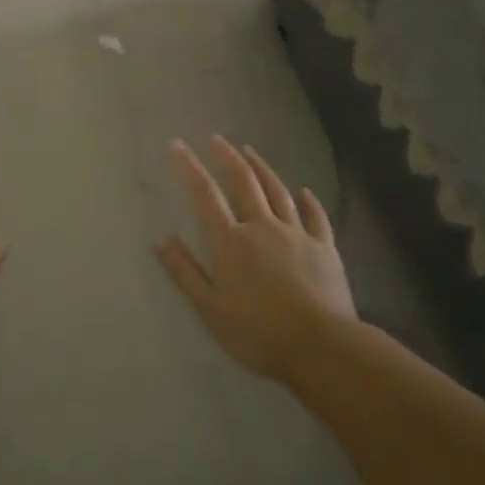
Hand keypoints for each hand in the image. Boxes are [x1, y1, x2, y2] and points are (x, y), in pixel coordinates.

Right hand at [156, 137, 355, 382]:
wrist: (321, 346)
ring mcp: (296, 234)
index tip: (178, 144)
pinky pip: (315, 217)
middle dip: (227, 157)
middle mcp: (262, 227)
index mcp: (231, 241)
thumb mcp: (210, 309)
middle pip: (243, 182)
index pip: (205, 195)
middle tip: (216, 138)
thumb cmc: (258, 332)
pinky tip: (305, 191)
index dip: (189, 167)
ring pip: (277, 191)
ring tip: (250, 150)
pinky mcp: (324, 248)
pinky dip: (308, 201)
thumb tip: (161, 239)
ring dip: (262, 168)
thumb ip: (184, 272)